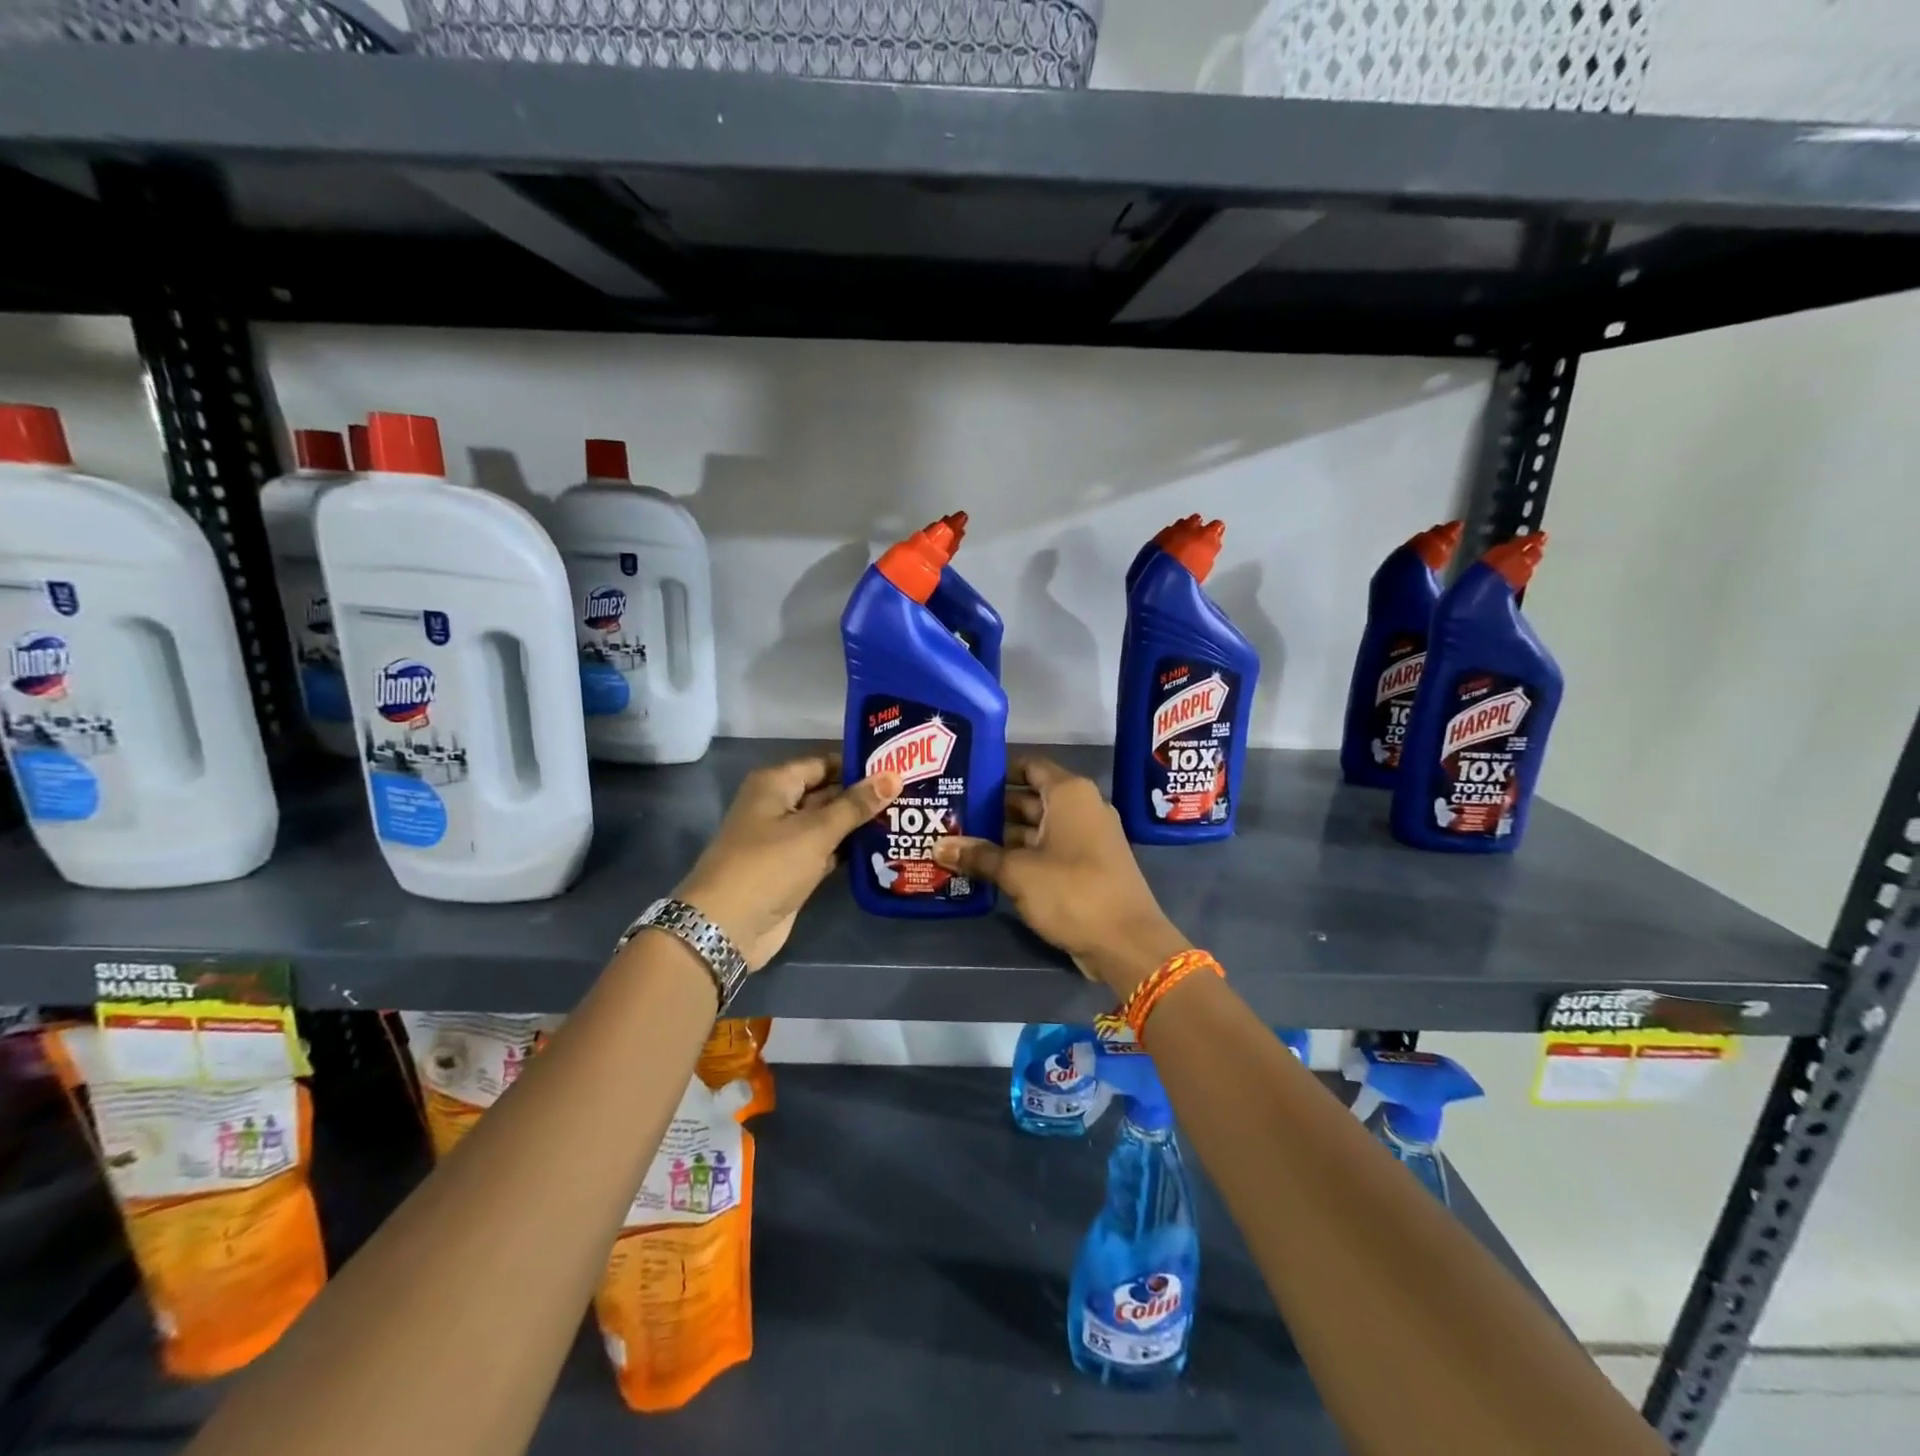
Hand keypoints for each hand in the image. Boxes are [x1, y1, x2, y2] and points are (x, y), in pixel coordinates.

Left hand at [676, 753, 899, 970]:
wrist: (727, 927)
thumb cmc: (768, 866)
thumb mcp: (815, 831)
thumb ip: (856, 805)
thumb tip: (894, 776)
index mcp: (776, 784)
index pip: (824, 764)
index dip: (858, 765)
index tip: (898, 767)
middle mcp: (779, 806)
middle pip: (828, 793)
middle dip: (864, 796)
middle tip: (911, 793)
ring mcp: (786, 840)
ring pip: (829, 824)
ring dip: (860, 825)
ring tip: (906, 818)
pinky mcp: (794, 870)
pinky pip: (827, 851)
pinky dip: (849, 850)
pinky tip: (885, 848)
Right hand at [931, 756, 1188, 997]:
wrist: (1126, 942)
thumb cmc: (1072, 891)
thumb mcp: (1017, 872)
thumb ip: (978, 856)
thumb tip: (938, 846)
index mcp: (1069, 793)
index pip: (1029, 766)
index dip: (997, 770)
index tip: (964, 777)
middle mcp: (1081, 807)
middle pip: (1030, 798)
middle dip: (993, 807)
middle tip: (952, 813)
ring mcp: (1086, 838)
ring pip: (1037, 827)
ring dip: (1003, 835)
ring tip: (961, 840)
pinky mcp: (1086, 866)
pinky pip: (1047, 850)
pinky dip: (1021, 855)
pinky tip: (987, 866)